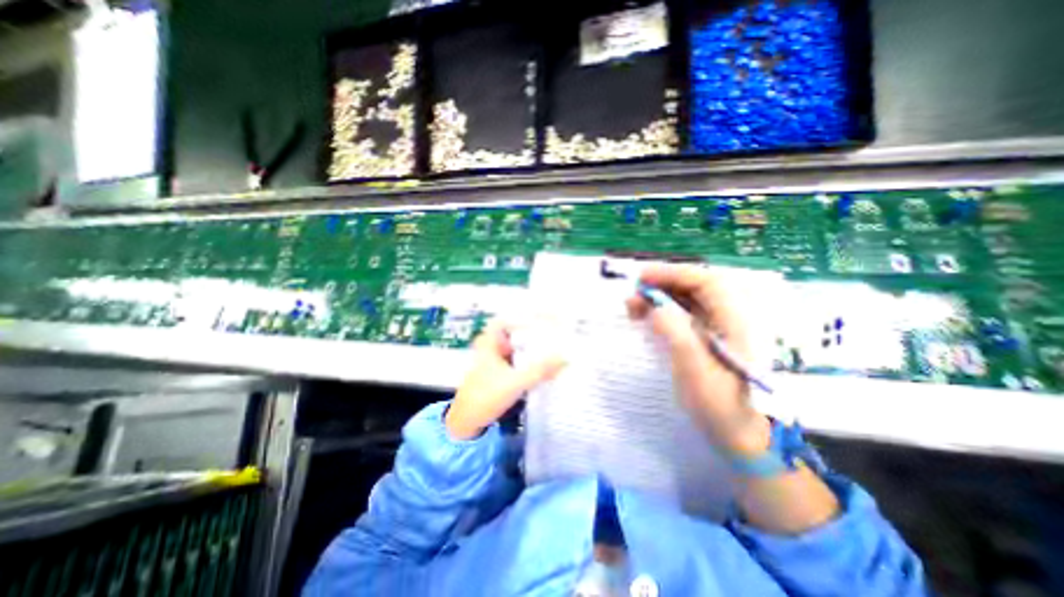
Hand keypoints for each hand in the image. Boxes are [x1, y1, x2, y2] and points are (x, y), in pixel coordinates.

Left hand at [446, 320, 569, 440]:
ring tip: (551, 346)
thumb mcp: (514, 383)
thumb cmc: (485, 396)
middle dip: (531, 333)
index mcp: (489, 343)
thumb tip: (565, 358)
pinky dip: (526, 360)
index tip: (541, 320)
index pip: (505, 320)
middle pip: (512, 333)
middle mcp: (490, 348)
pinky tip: (541, 365)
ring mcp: (493, 361)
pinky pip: (515, 360)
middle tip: (552, 334)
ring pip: (514, 347)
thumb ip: (539, 371)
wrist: (466, 422)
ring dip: (530, 347)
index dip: (521, 318)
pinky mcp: (497, 374)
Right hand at [625, 264, 769, 455]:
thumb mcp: (695, 372)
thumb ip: (677, 335)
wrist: (737, 433)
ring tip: (633, 304)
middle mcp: (729, 317)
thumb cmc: (719, 405)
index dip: (673, 273)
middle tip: (633, 292)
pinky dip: (662, 309)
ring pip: (687, 298)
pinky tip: (645, 315)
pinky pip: (683, 313)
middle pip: (695, 286)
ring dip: (659, 296)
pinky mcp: (706, 336)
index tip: (642, 277)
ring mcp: (717, 326)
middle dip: (662, 284)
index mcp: (736, 321)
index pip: (705, 282)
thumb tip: (656, 306)